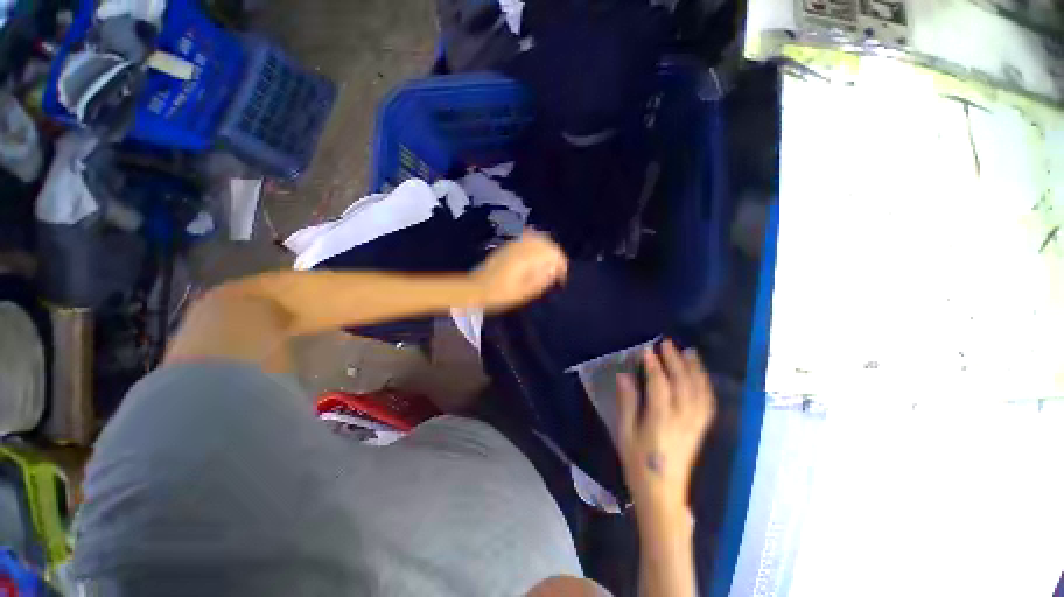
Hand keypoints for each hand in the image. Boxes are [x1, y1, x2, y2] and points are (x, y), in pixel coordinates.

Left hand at [471, 231, 567, 311]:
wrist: (476, 289)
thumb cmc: (500, 294)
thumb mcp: (524, 292)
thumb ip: (542, 280)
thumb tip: (555, 270)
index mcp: (527, 258)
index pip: (552, 253)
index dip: (561, 265)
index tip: (561, 279)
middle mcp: (522, 246)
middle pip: (547, 242)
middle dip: (556, 255)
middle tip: (558, 270)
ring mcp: (514, 244)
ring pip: (538, 237)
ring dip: (547, 248)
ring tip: (550, 263)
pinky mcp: (508, 246)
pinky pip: (527, 237)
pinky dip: (537, 243)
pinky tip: (538, 253)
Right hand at [617, 340, 716, 511]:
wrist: (662, 495)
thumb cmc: (638, 464)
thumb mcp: (625, 434)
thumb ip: (627, 403)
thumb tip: (624, 376)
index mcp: (660, 420)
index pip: (660, 385)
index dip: (654, 365)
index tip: (648, 349)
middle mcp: (682, 419)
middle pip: (682, 384)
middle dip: (675, 361)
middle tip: (667, 343)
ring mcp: (695, 425)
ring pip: (699, 392)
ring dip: (694, 369)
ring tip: (689, 352)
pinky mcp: (700, 430)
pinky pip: (708, 404)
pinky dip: (705, 386)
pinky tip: (700, 376)